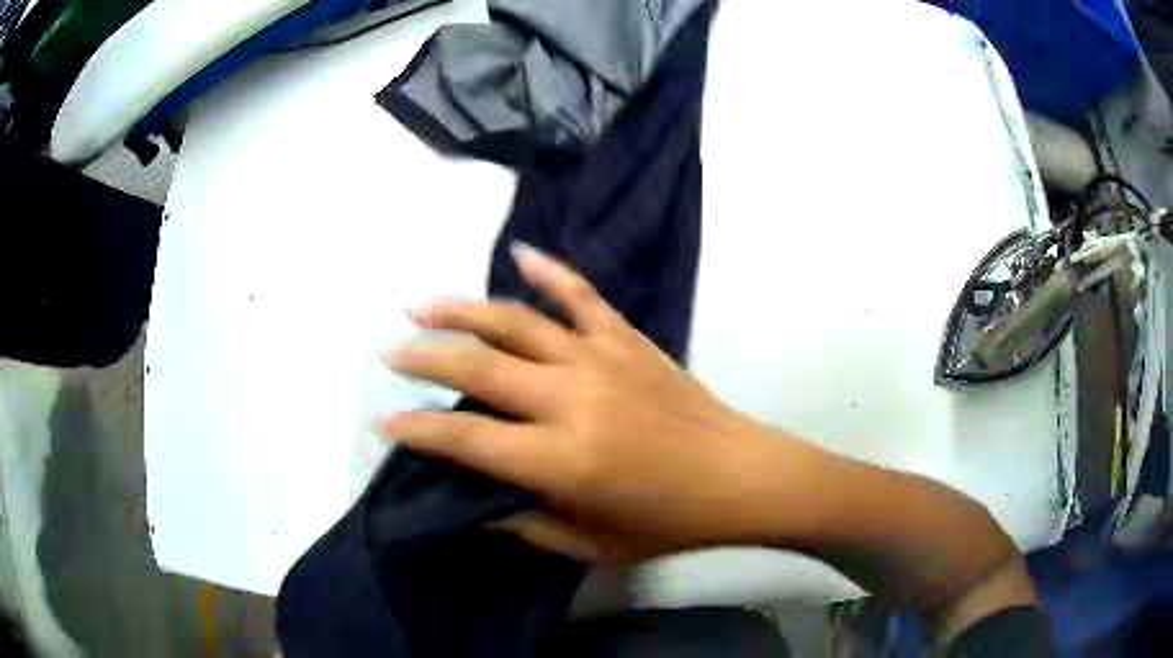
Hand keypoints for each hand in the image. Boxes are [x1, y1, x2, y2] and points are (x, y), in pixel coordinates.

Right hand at [378, 243, 806, 560]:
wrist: (742, 476)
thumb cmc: (669, 522)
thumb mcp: (592, 545)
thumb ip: (526, 525)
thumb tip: (471, 507)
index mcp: (564, 460)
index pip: (468, 440)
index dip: (419, 433)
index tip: (385, 424)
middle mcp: (574, 399)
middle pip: (479, 368)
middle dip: (425, 358)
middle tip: (390, 350)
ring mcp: (603, 359)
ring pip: (518, 321)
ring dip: (464, 309)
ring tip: (423, 304)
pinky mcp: (629, 339)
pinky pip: (582, 295)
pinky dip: (551, 271)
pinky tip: (521, 254)